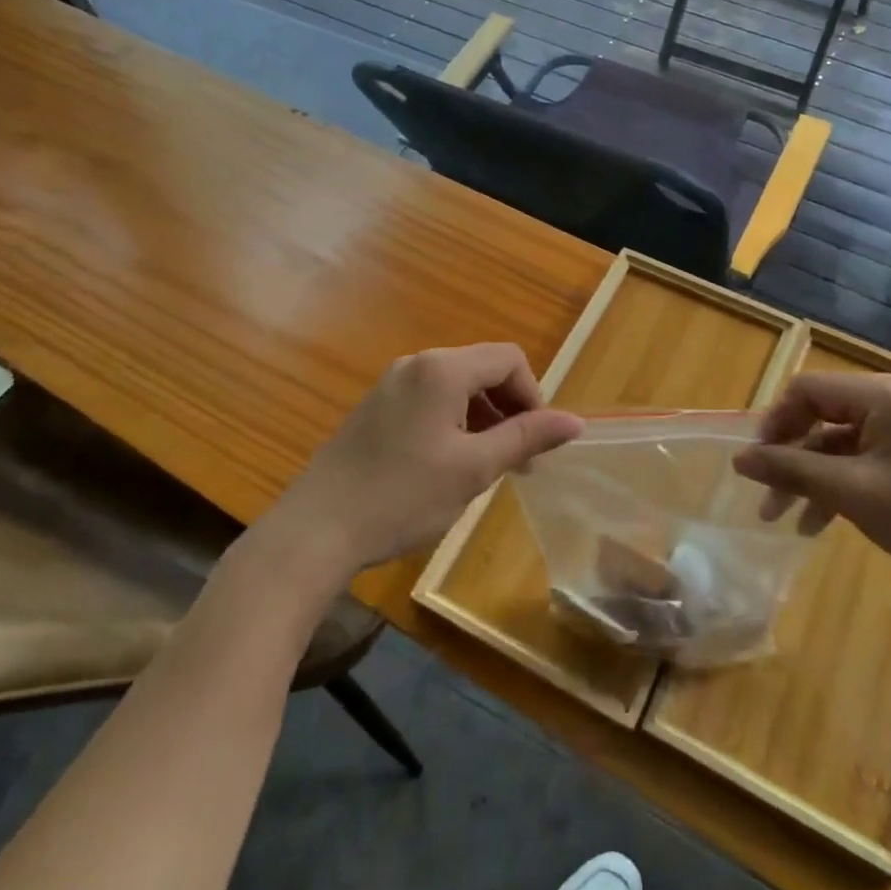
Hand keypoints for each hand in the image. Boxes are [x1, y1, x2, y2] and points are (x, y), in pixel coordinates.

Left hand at [269, 344, 582, 576]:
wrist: (315, 531)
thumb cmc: (402, 497)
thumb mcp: (474, 469)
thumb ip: (526, 437)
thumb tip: (576, 421)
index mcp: (442, 369)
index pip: (509, 359)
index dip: (534, 396)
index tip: (536, 444)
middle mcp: (416, 364)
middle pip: (483, 369)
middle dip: (509, 409)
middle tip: (518, 462)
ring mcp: (391, 384)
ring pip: (456, 387)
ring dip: (483, 419)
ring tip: (486, 468)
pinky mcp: (375, 408)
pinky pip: (430, 401)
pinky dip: (453, 423)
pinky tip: (448, 466)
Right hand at [732, 372, 890, 608]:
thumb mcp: (853, 494)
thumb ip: (792, 471)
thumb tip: (739, 459)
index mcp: (882, 395)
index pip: (806, 391)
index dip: (774, 424)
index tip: (754, 465)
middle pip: (819, 416)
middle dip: (788, 457)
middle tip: (764, 497)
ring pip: (835, 444)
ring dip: (807, 477)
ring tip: (783, 519)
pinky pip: (858, 462)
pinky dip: (835, 487)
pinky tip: (817, 524)